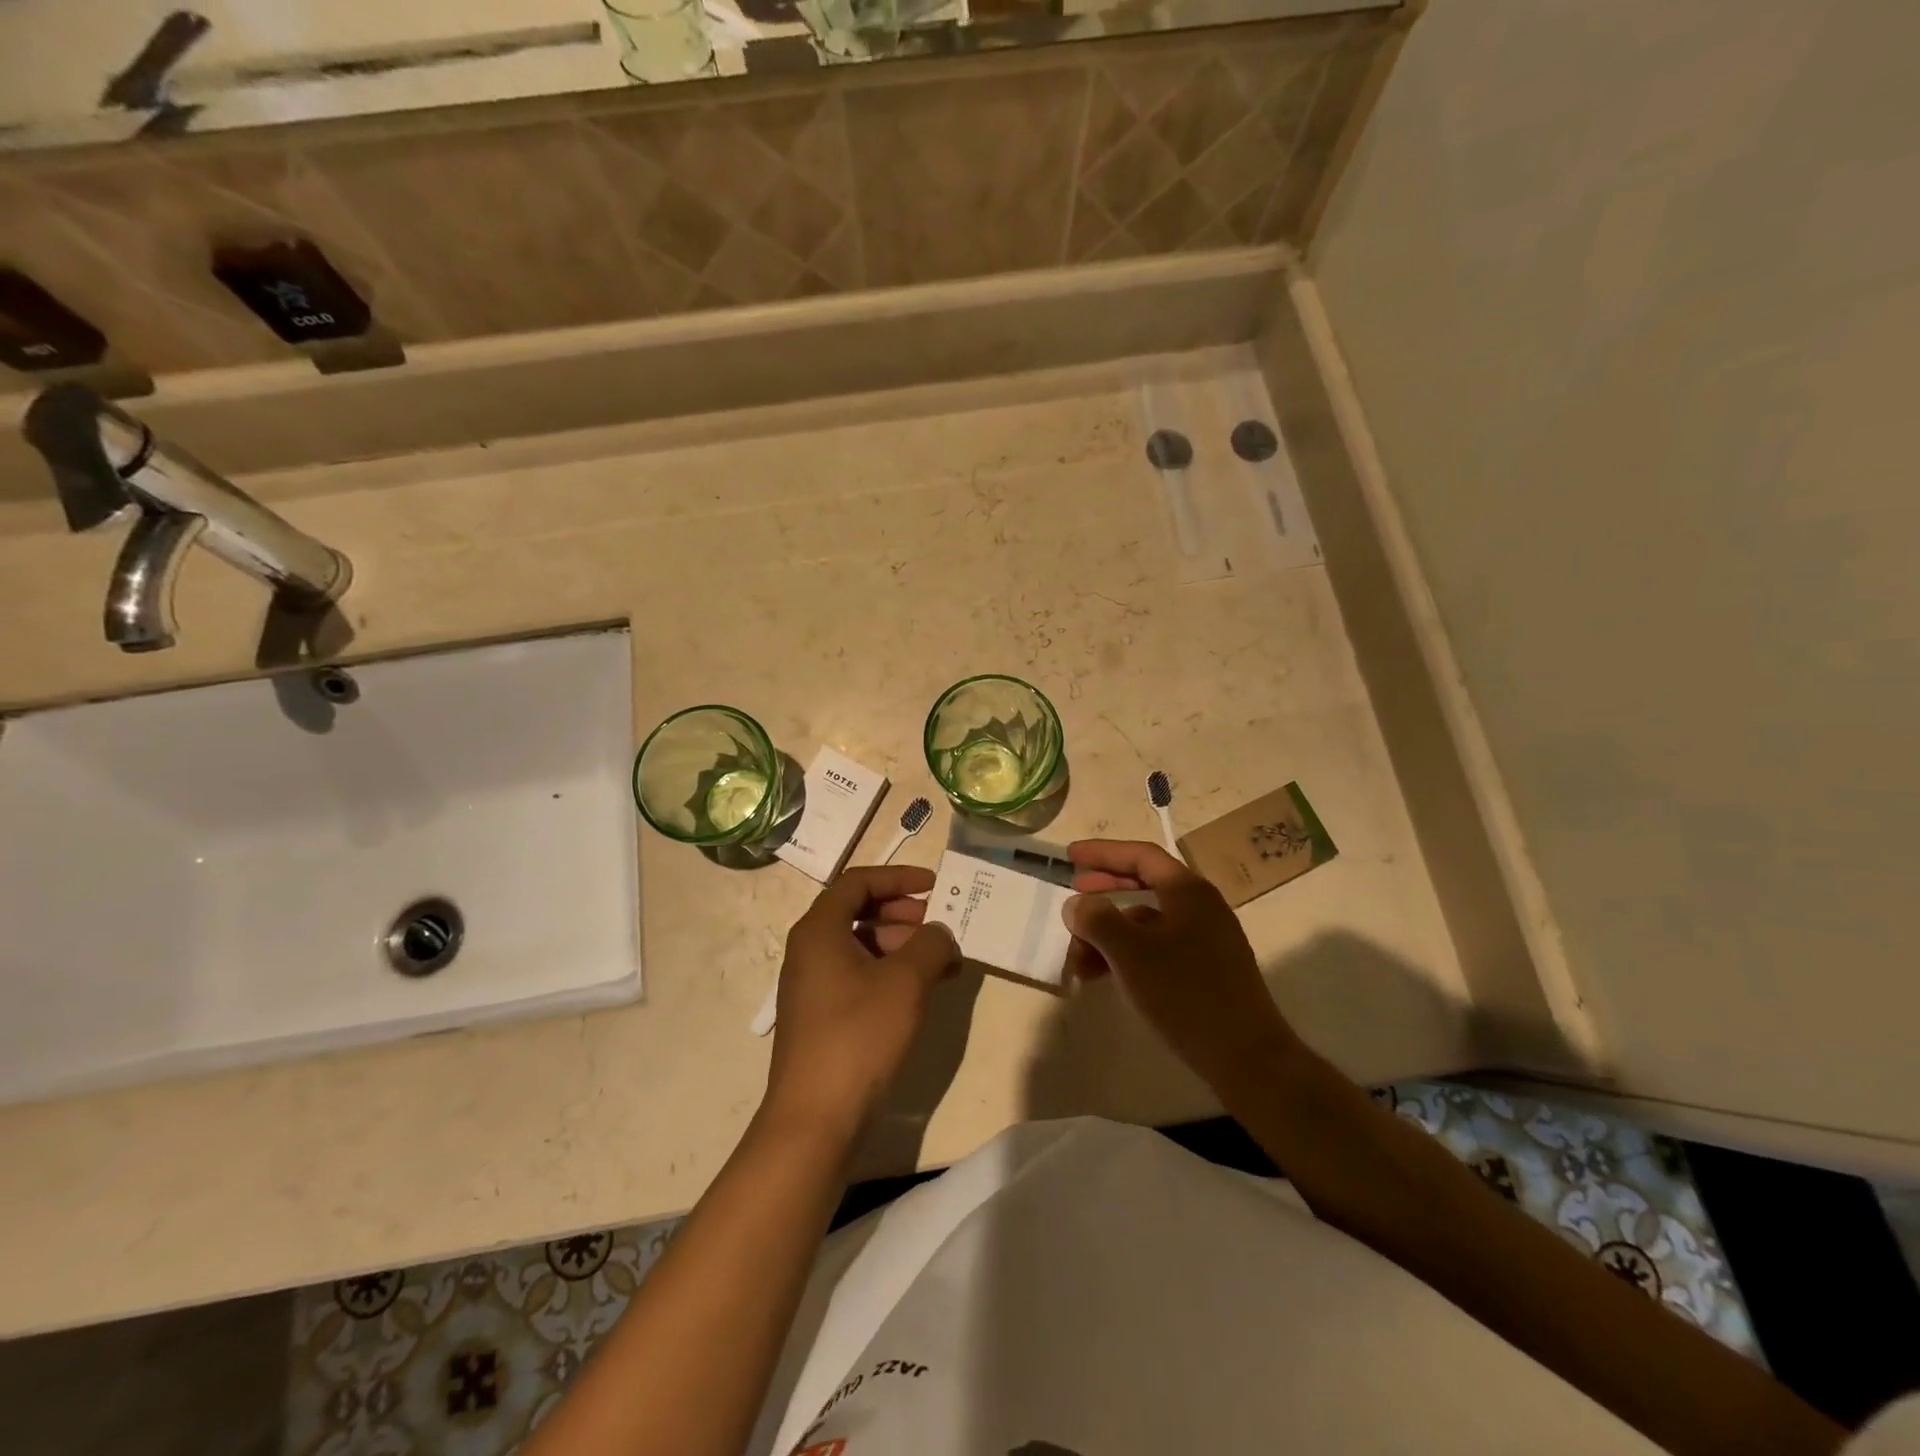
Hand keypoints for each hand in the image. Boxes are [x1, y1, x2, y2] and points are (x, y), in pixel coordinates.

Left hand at [764, 866, 957, 1141]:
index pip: (858, 882)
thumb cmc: (859, 1035)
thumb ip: (931, 944)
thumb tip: (940, 933)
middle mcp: (810, 950)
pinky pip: (859, 977)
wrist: (816, 1119)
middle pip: (859, 912)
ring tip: (943, 964)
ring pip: (862, 946)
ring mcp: (813, 986)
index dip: (899, 877)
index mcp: (819, 930)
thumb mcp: (906, 982)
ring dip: (903, 947)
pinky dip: (891, 974)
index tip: (935, 886)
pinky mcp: (822, 1017)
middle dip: (904, 914)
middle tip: (939, 927)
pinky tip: (923, 992)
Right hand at [1064, 839, 1298, 1091]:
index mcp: (1188, 891)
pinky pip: (1157, 948)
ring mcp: (1206, 940)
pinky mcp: (1205, 970)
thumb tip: (1078, 904)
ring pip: (1147, 922)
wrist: (1247, 1057)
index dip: (1103, 852)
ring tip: (1077, 954)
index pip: (1141, 856)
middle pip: (1144, 885)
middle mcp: (1200, 908)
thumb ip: (1098, 920)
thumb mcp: (1131, 953)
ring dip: (1110, 932)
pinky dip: (1127, 954)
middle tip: (1073, 898)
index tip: (1071, 856)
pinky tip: (1103, 975)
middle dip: (1104, 891)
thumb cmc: (1186, 995)